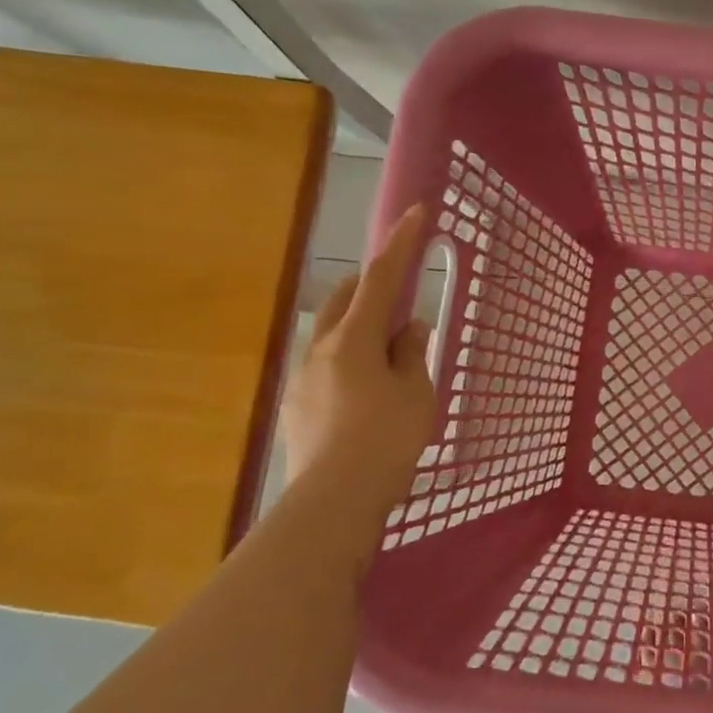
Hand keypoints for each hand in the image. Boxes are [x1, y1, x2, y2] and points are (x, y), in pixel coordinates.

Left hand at [280, 205, 435, 509]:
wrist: (333, 501)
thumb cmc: (386, 439)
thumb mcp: (416, 392)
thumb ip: (412, 353)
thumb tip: (409, 328)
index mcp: (353, 338)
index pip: (381, 278)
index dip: (401, 243)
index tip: (416, 212)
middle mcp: (320, 348)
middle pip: (346, 299)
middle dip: (373, 285)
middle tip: (404, 297)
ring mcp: (302, 377)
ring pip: (332, 332)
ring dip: (360, 326)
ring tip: (389, 352)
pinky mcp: (296, 405)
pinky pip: (326, 364)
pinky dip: (349, 359)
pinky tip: (367, 390)